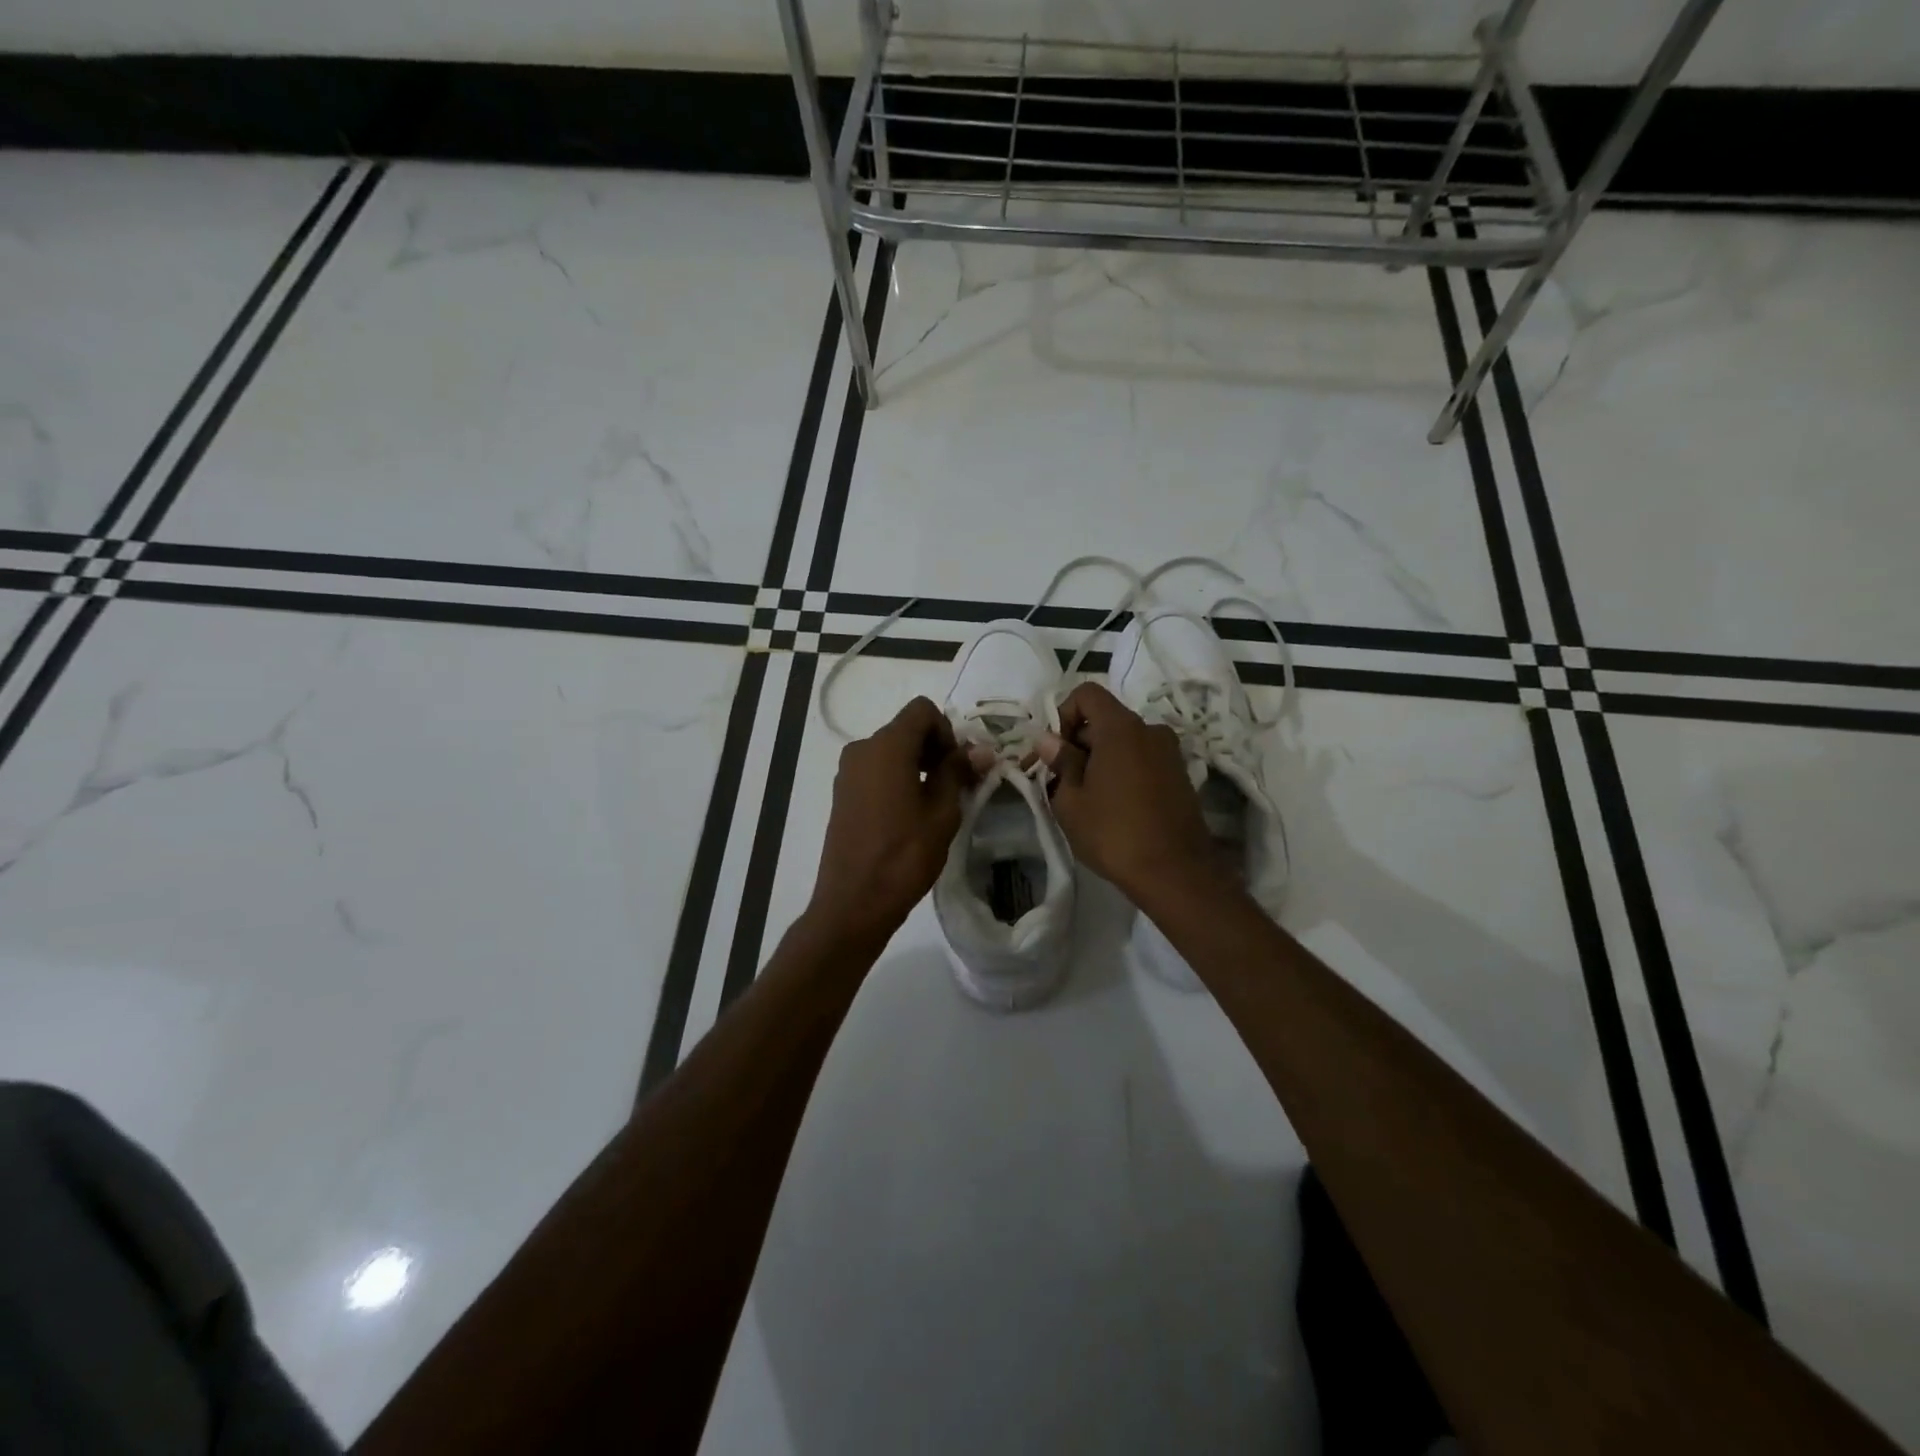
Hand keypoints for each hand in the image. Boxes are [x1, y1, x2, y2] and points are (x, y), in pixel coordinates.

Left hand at [806, 696, 971, 947]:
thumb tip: (981, 750)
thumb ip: (958, 773)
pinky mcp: (842, 793)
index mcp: (886, 746)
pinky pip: (875, 770)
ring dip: (917, 764)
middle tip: (956, 785)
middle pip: (906, 729)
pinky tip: (910, 813)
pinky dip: (897, 778)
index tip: (957, 766)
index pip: (922, 710)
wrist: (854, 901)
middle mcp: (862, 749)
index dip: (947, 731)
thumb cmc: (904, 856)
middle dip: (935, 748)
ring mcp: (847, 772)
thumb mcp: (942, 813)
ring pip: (891, 750)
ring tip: (935, 802)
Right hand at [1036, 682, 1218, 902]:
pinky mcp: (1179, 776)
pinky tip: (1112, 807)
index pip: (1087, 694)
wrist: (1175, 873)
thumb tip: (1048, 740)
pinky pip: (1141, 760)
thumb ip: (1060, 762)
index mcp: (1121, 728)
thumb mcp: (1071, 801)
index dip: (1063, 714)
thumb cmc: (1114, 832)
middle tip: (1060, 781)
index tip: (1054, 750)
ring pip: (1123, 743)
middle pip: (1104, 720)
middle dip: (1078, 743)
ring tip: (1085, 799)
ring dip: (1100, 760)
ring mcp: (1169, 753)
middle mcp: (1150, 730)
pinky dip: (1122, 772)